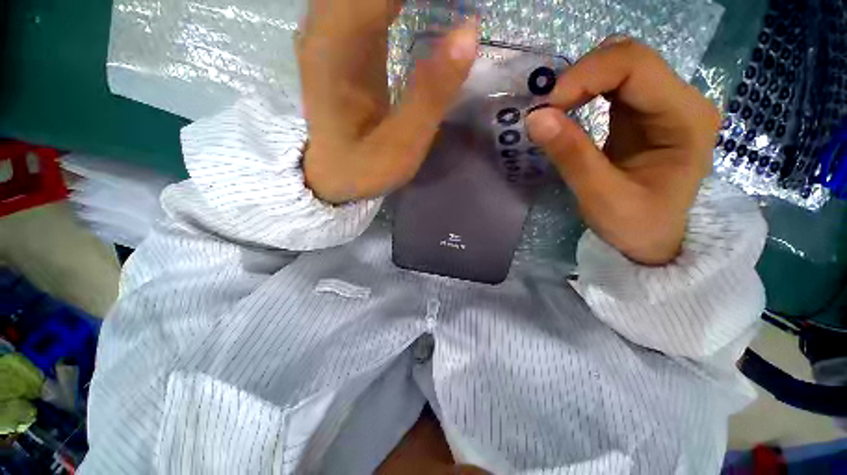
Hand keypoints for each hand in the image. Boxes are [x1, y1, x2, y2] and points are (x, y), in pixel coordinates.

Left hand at [298, 0, 478, 202]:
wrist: (331, 175)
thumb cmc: (362, 168)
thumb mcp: (399, 145)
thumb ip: (430, 94)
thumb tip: (469, 31)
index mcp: (334, 47)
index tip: (460, 2)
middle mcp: (325, 25)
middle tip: (459, 7)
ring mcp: (331, 29)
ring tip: (450, 7)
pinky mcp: (344, 39)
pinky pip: (371, 0)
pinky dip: (402, 1)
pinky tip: (428, 6)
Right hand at [526, 38, 718, 264]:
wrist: (653, 239)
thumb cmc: (637, 225)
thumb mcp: (601, 197)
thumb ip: (571, 155)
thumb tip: (536, 117)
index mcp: (686, 117)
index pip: (635, 66)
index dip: (584, 76)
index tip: (546, 107)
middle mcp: (681, 99)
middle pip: (627, 57)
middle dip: (580, 75)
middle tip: (546, 109)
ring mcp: (662, 102)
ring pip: (618, 64)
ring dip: (579, 81)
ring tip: (553, 111)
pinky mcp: (642, 112)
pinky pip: (611, 84)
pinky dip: (582, 90)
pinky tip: (567, 110)